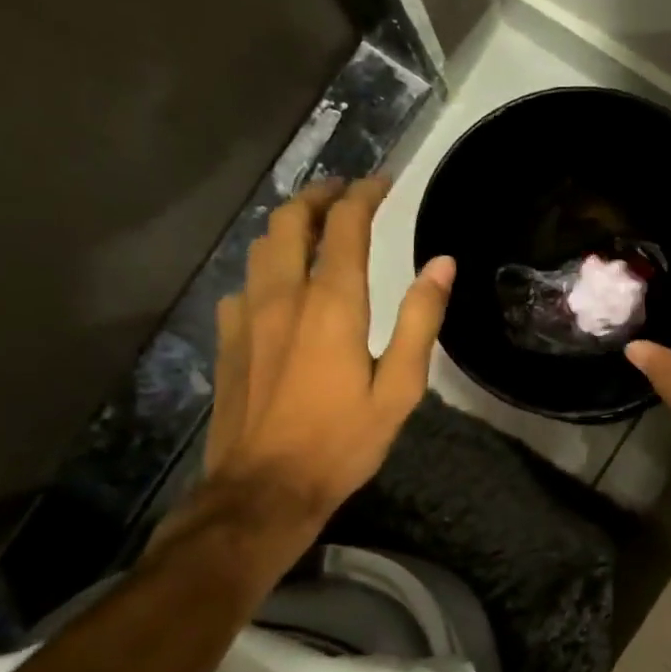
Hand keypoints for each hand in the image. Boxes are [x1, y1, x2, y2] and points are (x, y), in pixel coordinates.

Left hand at [199, 177, 453, 542]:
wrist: (265, 489)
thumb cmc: (343, 440)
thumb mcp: (400, 387)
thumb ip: (420, 319)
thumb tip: (442, 263)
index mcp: (331, 304)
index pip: (344, 226)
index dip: (364, 195)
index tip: (382, 182)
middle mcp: (283, 296)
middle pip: (291, 221)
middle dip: (320, 195)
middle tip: (346, 193)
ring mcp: (247, 315)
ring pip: (262, 246)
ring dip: (291, 225)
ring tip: (316, 227)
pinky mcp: (228, 338)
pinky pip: (246, 283)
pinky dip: (268, 268)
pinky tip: (282, 288)